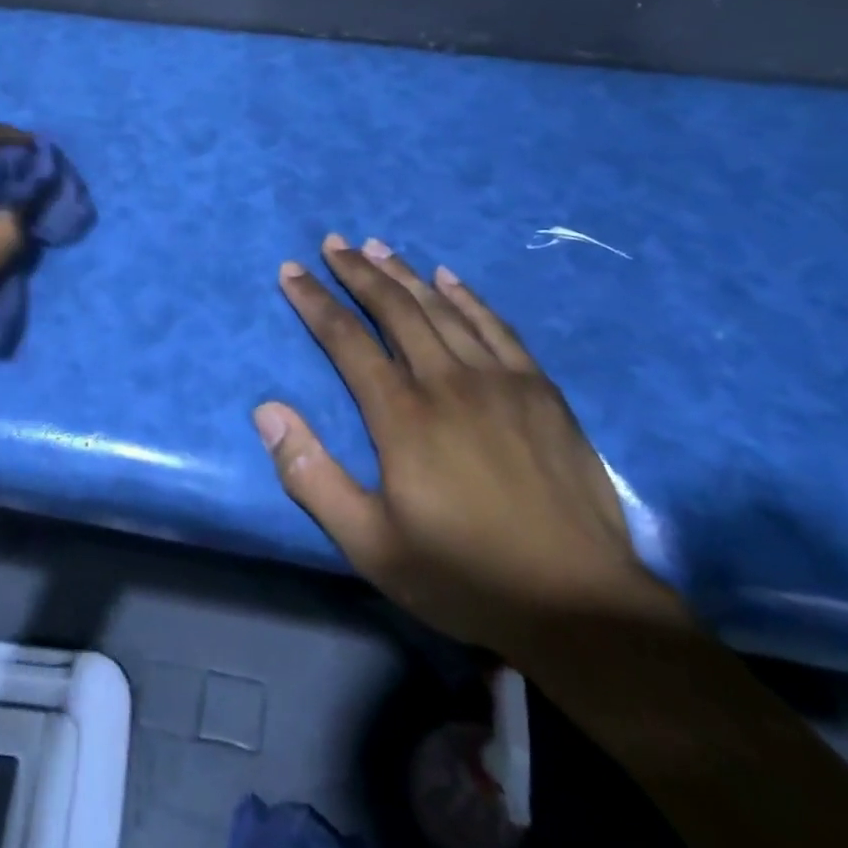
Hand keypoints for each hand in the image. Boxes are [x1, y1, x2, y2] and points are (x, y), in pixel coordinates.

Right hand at [254, 234, 674, 656]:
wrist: (581, 605)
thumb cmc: (464, 576)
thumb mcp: (370, 544)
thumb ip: (312, 475)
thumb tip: (267, 411)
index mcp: (403, 415)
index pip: (347, 340)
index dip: (314, 301)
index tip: (291, 271)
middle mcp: (447, 381)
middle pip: (395, 310)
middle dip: (358, 272)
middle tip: (333, 242)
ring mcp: (500, 380)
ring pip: (442, 309)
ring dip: (405, 274)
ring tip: (377, 246)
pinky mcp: (540, 390)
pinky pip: (497, 327)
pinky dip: (468, 296)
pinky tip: (449, 278)